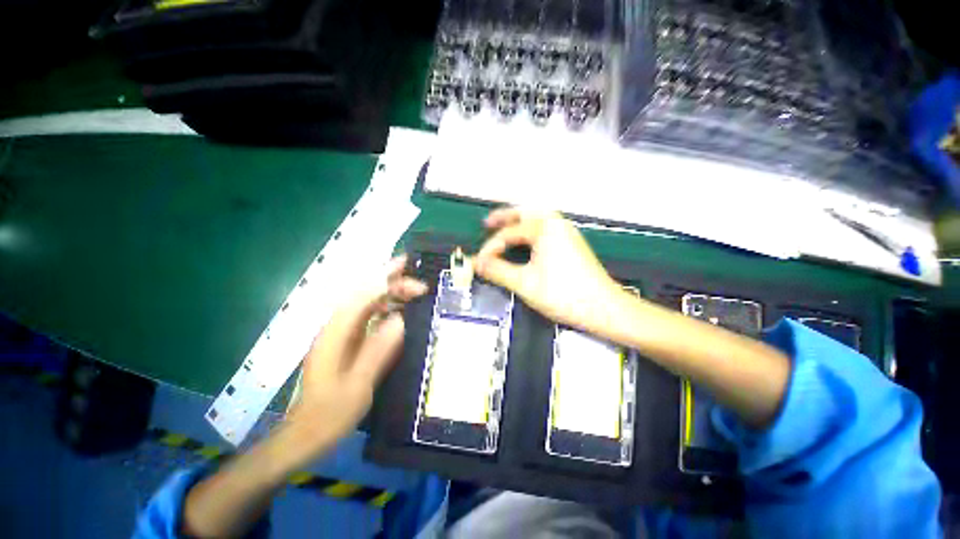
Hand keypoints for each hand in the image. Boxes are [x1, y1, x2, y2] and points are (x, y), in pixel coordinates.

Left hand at [284, 256, 426, 464]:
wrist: (307, 432)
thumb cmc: (330, 413)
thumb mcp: (358, 386)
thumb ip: (377, 351)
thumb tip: (400, 320)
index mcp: (335, 334)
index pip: (362, 295)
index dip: (386, 279)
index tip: (411, 274)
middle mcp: (336, 326)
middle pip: (365, 293)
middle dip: (392, 282)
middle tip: (420, 285)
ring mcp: (341, 332)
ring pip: (368, 302)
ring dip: (391, 293)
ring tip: (415, 292)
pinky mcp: (347, 339)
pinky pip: (369, 314)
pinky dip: (386, 307)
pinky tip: (400, 311)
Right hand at [474, 207, 620, 333]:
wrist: (603, 308)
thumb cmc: (564, 294)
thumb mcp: (524, 283)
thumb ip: (497, 270)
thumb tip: (477, 263)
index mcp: (544, 228)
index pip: (508, 233)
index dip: (491, 247)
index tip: (480, 261)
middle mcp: (556, 224)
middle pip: (524, 213)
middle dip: (504, 217)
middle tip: (487, 224)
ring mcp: (566, 232)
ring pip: (536, 219)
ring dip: (518, 222)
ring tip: (503, 228)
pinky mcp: (571, 243)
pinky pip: (544, 228)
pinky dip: (529, 231)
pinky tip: (524, 241)